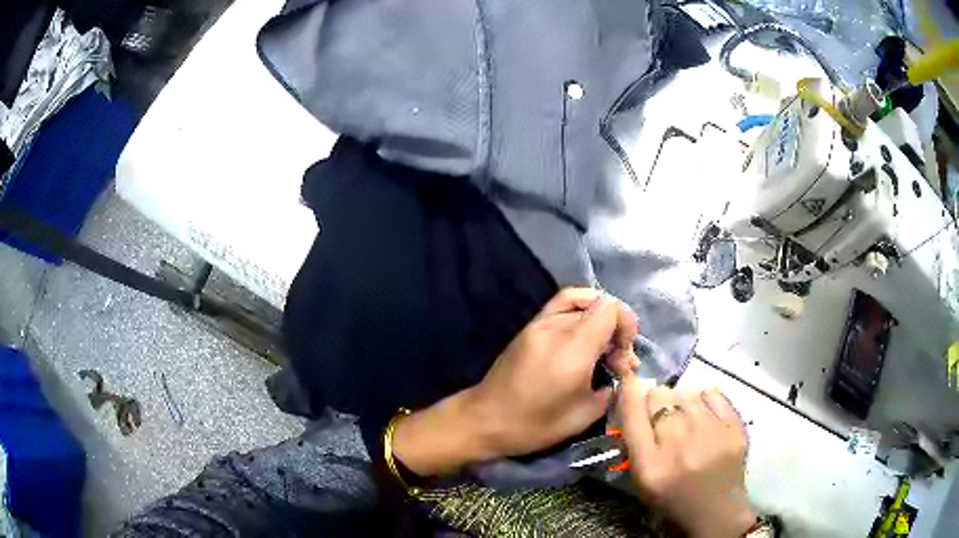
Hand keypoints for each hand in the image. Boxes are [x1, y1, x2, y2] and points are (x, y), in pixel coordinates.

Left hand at [392, 288, 638, 475]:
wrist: (485, 419)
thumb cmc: (535, 425)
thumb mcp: (584, 415)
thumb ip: (613, 387)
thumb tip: (625, 372)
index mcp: (572, 350)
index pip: (610, 309)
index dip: (627, 324)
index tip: (625, 353)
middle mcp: (556, 328)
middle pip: (598, 304)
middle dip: (616, 327)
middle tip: (616, 358)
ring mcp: (538, 323)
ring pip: (581, 300)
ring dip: (599, 317)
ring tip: (603, 343)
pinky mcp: (529, 327)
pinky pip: (561, 305)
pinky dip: (580, 310)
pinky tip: (584, 333)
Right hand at [615, 375, 754, 537]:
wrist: (716, 510)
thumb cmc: (673, 497)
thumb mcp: (643, 478)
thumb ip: (635, 442)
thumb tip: (634, 400)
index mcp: (650, 466)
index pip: (632, 415)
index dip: (627, 391)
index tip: (628, 379)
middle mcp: (678, 446)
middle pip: (659, 396)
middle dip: (656, 401)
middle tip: (663, 413)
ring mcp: (710, 433)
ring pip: (686, 391)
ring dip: (681, 400)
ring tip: (687, 416)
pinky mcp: (733, 427)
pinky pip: (712, 392)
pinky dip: (706, 399)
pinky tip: (706, 414)